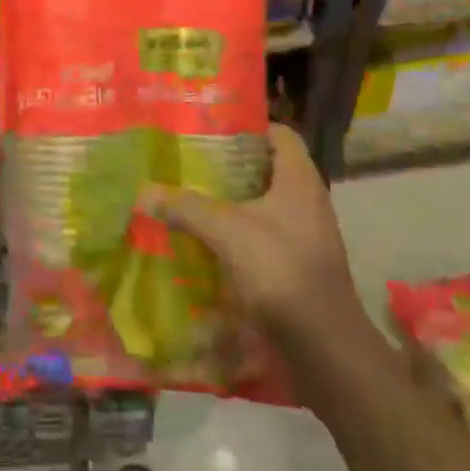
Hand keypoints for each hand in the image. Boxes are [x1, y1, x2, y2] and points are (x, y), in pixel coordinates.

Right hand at [146, 124, 370, 346]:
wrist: (323, 343)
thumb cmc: (279, 268)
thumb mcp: (226, 231)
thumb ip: (186, 207)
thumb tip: (146, 192)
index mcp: (300, 179)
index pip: (280, 134)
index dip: (249, 127)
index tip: (213, 130)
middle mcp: (309, 200)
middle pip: (270, 168)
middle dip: (233, 165)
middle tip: (194, 163)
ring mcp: (309, 233)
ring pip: (268, 203)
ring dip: (236, 200)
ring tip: (197, 197)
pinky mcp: (303, 263)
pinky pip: (269, 233)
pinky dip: (244, 231)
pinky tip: (214, 239)